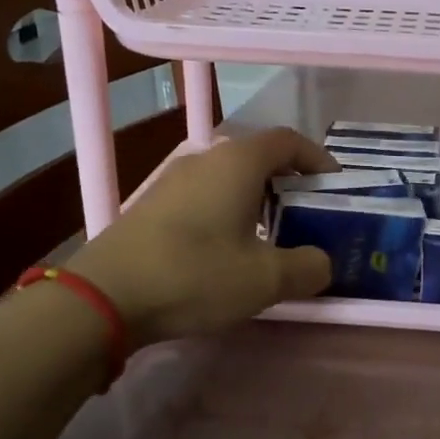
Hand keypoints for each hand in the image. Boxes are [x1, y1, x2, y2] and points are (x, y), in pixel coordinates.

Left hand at [67, 127, 335, 347]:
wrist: (104, 297)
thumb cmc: (196, 275)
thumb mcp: (266, 279)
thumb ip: (308, 267)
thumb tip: (322, 263)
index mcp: (238, 162)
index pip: (290, 141)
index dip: (319, 160)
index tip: (335, 189)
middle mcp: (205, 159)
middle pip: (260, 158)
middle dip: (291, 184)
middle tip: (309, 218)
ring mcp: (173, 181)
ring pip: (230, 179)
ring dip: (259, 201)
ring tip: (273, 238)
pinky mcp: (152, 206)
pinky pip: (205, 197)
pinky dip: (229, 213)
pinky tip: (228, 251)